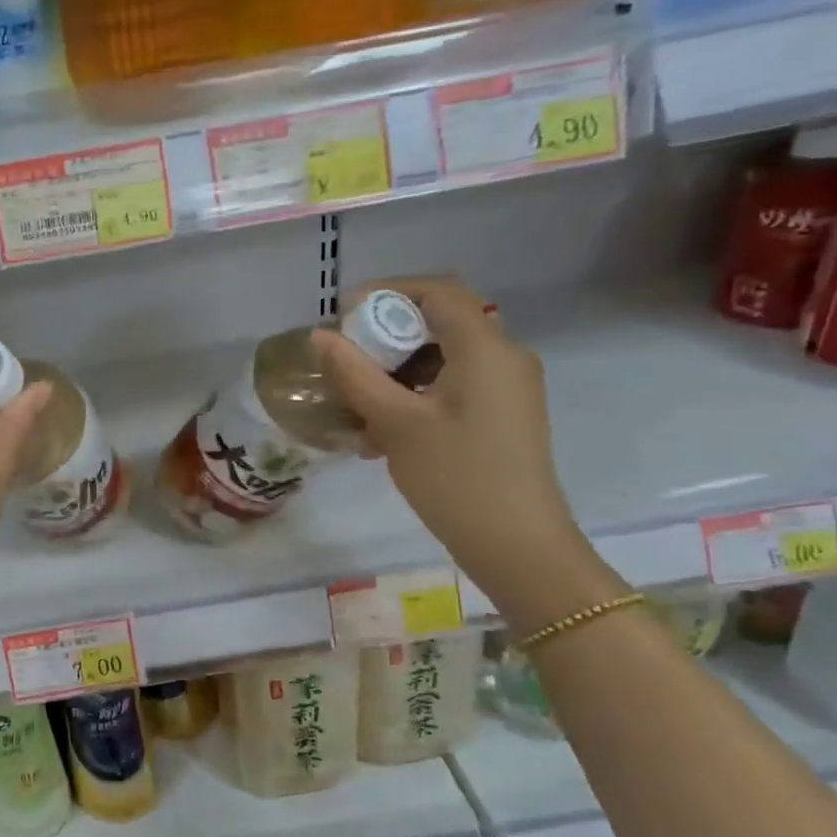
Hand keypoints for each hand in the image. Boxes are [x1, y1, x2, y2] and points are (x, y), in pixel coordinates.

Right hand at [312, 278, 604, 615]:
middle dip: (385, 337)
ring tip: (355, 406)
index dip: (388, 291)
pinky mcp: (500, 416)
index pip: (439, 292)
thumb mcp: (395, 423)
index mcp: (486, 349)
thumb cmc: (456, 477)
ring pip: (441, 359)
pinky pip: (452, 388)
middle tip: (344, 360)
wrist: (517, 546)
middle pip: (439, 323)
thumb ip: (355, 374)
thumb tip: (320, 336)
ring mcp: (506, 389)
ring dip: (394, 372)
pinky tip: (379, 434)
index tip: (344, 313)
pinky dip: (413, 396)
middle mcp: (504, 358)